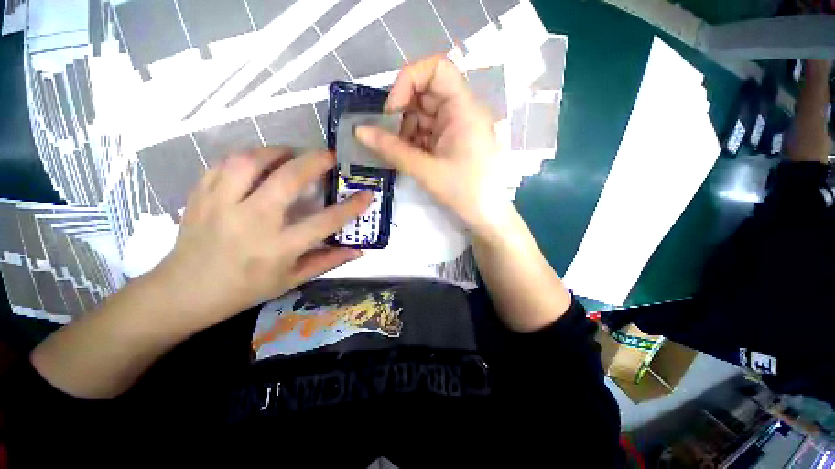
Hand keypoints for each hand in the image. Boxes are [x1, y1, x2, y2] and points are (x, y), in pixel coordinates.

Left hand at [152, 147, 370, 331]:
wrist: (185, 292)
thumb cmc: (246, 289)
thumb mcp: (292, 280)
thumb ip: (328, 261)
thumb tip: (359, 250)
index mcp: (278, 248)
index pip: (324, 222)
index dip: (350, 207)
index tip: (366, 194)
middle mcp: (251, 223)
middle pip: (287, 180)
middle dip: (314, 162)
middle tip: (329, 155)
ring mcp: (220, 206)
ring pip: (250, 163)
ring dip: (277, 152)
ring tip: (292, 154)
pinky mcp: (200, 197)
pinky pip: (224, 164)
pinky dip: (246, 157)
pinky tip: (258, 162)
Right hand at [355, 55, 508, 237]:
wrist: (487, 215)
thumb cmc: (464, 192)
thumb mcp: (426, 170)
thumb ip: (391, 149)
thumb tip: (358, 130)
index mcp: (464, 109)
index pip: (437, 69)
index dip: (409, 81)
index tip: (392, 111)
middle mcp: (462, 111)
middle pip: (426, 93)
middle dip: (403, 113)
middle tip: (388, 137)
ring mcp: (458, 127)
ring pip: (425, 114)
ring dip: (407, 130)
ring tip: (399, 153)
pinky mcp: (454, 141)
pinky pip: (429, 131)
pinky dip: (415, 141)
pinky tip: (410, 157)